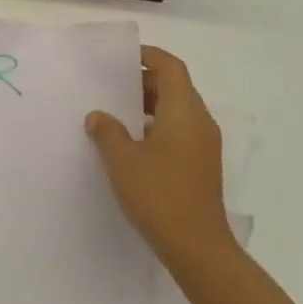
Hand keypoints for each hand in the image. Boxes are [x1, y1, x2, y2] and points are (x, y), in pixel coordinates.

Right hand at [86, 47, 236, 273]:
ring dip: (149, 106)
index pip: (170, 67)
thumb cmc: (159, 195)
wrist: (197, 246)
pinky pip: (179, 131)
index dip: (148, 56)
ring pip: (177, 111)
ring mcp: (204, 145)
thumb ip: (107, 132)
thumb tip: (98, 116)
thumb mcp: (123, 160)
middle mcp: (200, 122)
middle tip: (111, 85)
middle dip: (144, 81)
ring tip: (116, 114)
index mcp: (184, 111)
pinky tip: (131, 144)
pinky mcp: (201, 165)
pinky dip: (157, 127)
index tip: (121, 57)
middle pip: (175, 87)